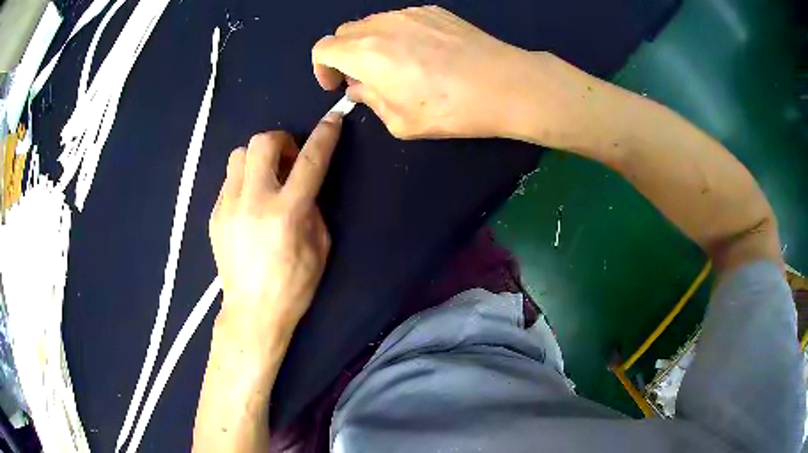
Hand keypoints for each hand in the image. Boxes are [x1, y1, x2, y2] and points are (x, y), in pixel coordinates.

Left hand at [209, 115, 340, 340]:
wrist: (252, 311)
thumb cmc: (293, 286)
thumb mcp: (320, 248)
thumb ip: (313, 208)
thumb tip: (303, 186)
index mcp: (287, 213)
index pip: (310, 161)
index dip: (324, 136)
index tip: (332, 119)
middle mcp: (254, 202)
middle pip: (262, 142)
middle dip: (281, 141)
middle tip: (289, 161)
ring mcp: (229, 207)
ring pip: (239, 155)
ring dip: (258, 158)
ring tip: (266, 180)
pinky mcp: (215, 215)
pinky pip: (229, 180)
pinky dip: (244, 180)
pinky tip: (250, 204)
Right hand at [312, 6, 538, 138]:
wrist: (504, 84)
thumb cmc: (450, 109)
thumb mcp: (400, 121)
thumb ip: (370, 100)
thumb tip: (358, 87)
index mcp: (365, 53)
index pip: (323, 49)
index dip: (322, 68)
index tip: (336, 85)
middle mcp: (381, 25)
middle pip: (345, 32)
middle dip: (345, 55)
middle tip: (366, 78)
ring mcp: (409, 13)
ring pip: (373, 23)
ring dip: (371, 43)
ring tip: (397, 65)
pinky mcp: (433, 10)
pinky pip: (401, 19)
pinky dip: (398, 34)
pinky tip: (424, 52)